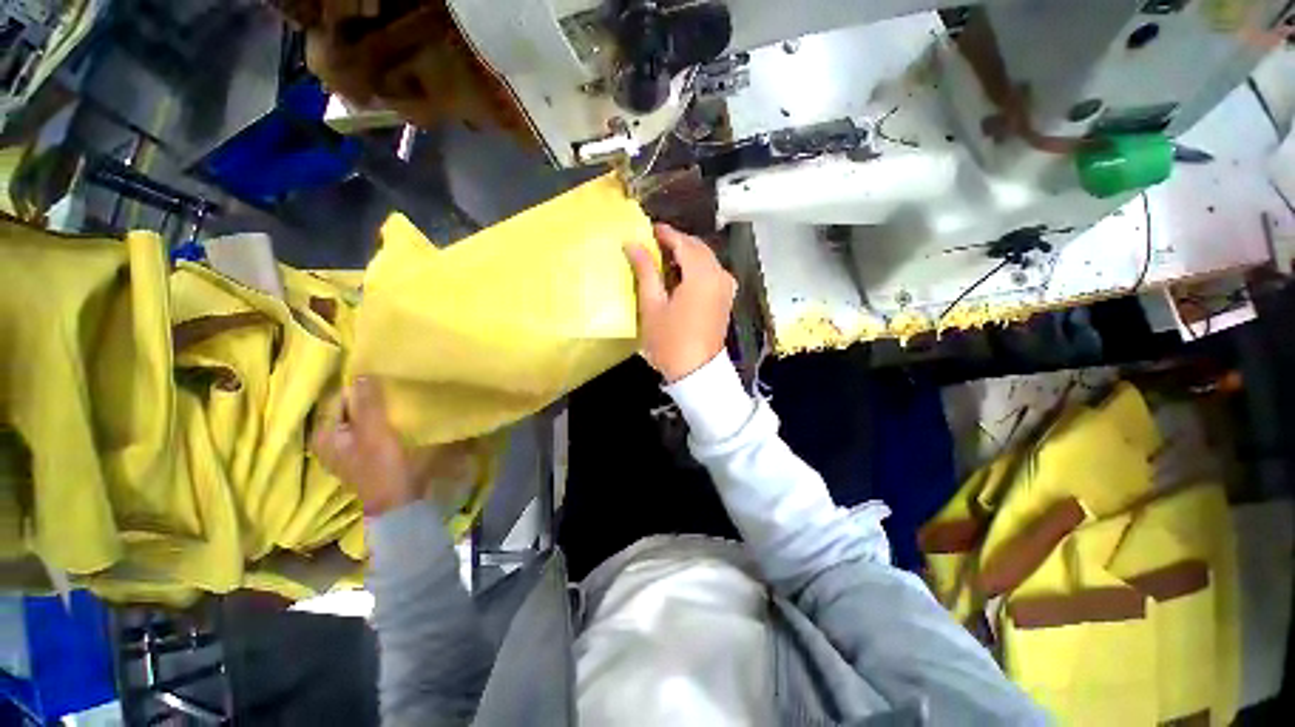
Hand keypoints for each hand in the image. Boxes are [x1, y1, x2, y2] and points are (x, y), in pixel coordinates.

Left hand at [313, 378, 474, 515]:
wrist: (397, 501)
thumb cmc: (382, 467)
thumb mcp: (375, 432)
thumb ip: (368, 404)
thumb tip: (361, 373)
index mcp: (323, 435)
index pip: (336, 399)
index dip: (358, 388)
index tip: (381, 378)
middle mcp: (327, 440)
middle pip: (346, 409)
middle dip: (365, 398)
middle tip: (389, 386)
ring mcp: (344, 448)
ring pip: (357, 418)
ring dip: (373, 408)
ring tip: (393, 398)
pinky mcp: (360, 453)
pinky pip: (365, 427)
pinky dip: (376, 419)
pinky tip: (391, 416)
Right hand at [625, 224, 736, 382]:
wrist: (697, 372)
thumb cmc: (670, 341)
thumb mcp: (652, 305)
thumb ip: (645, 270)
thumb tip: (633, 244)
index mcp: (702, 275)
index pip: (683, 242)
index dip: (665, 233)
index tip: (648, 229)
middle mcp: (719, 275)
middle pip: (697, 248)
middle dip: (676, 242)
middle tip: (652, 245)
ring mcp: (726, 287)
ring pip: (706, 259)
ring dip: (686, 255)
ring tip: (662, 260)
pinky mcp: (726, 298)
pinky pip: (711, 272)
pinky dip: (696, 268)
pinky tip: (680, 276)